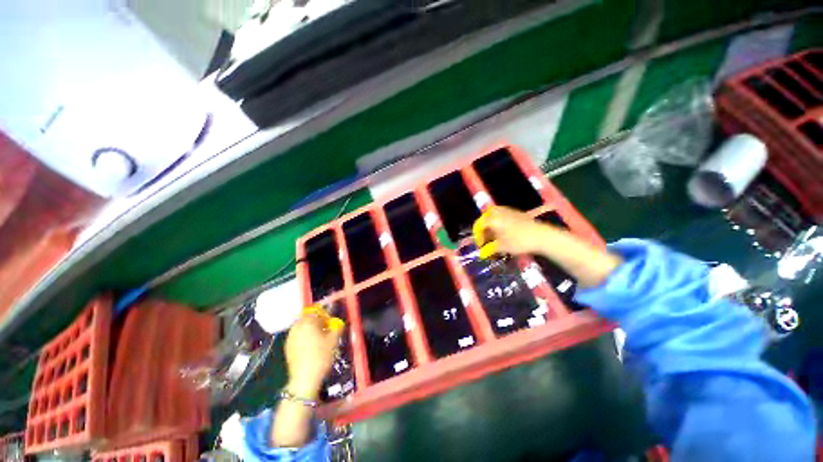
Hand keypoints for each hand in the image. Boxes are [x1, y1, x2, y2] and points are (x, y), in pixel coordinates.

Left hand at [284, 313, 343, 398]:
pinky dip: (304, 338)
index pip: (317, 311)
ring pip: (302, 328)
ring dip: (310, 330)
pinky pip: (297, 336)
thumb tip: (337, 323)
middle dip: (317, 322)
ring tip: (319, 339)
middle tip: (326, 330)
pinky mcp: (287, 347)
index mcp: (308, 321)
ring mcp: (290, 337)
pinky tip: (311, 347)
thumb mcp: (333, 340)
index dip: (325, 315)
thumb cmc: (321, 356)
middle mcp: (297, 326)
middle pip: (308, 319)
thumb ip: (336, 328)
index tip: (331, 323)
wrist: (304, 379)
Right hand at [474, 206, 556, 257]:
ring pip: (493, 216)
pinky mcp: (516, 212)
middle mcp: (497, 212)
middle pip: (485, 219)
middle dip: (483, 229)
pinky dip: (499, 223)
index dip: (478, 237)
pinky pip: (502, 216)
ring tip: (495, 237)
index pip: (478, 226)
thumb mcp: (501, 247)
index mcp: (491, 219)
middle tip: (486, 239)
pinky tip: (504, 232)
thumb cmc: (518, 242)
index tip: (481, 246)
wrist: (541, 236)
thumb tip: (482, 253)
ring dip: (491, 226)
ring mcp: (507, 211)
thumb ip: (489, 249)